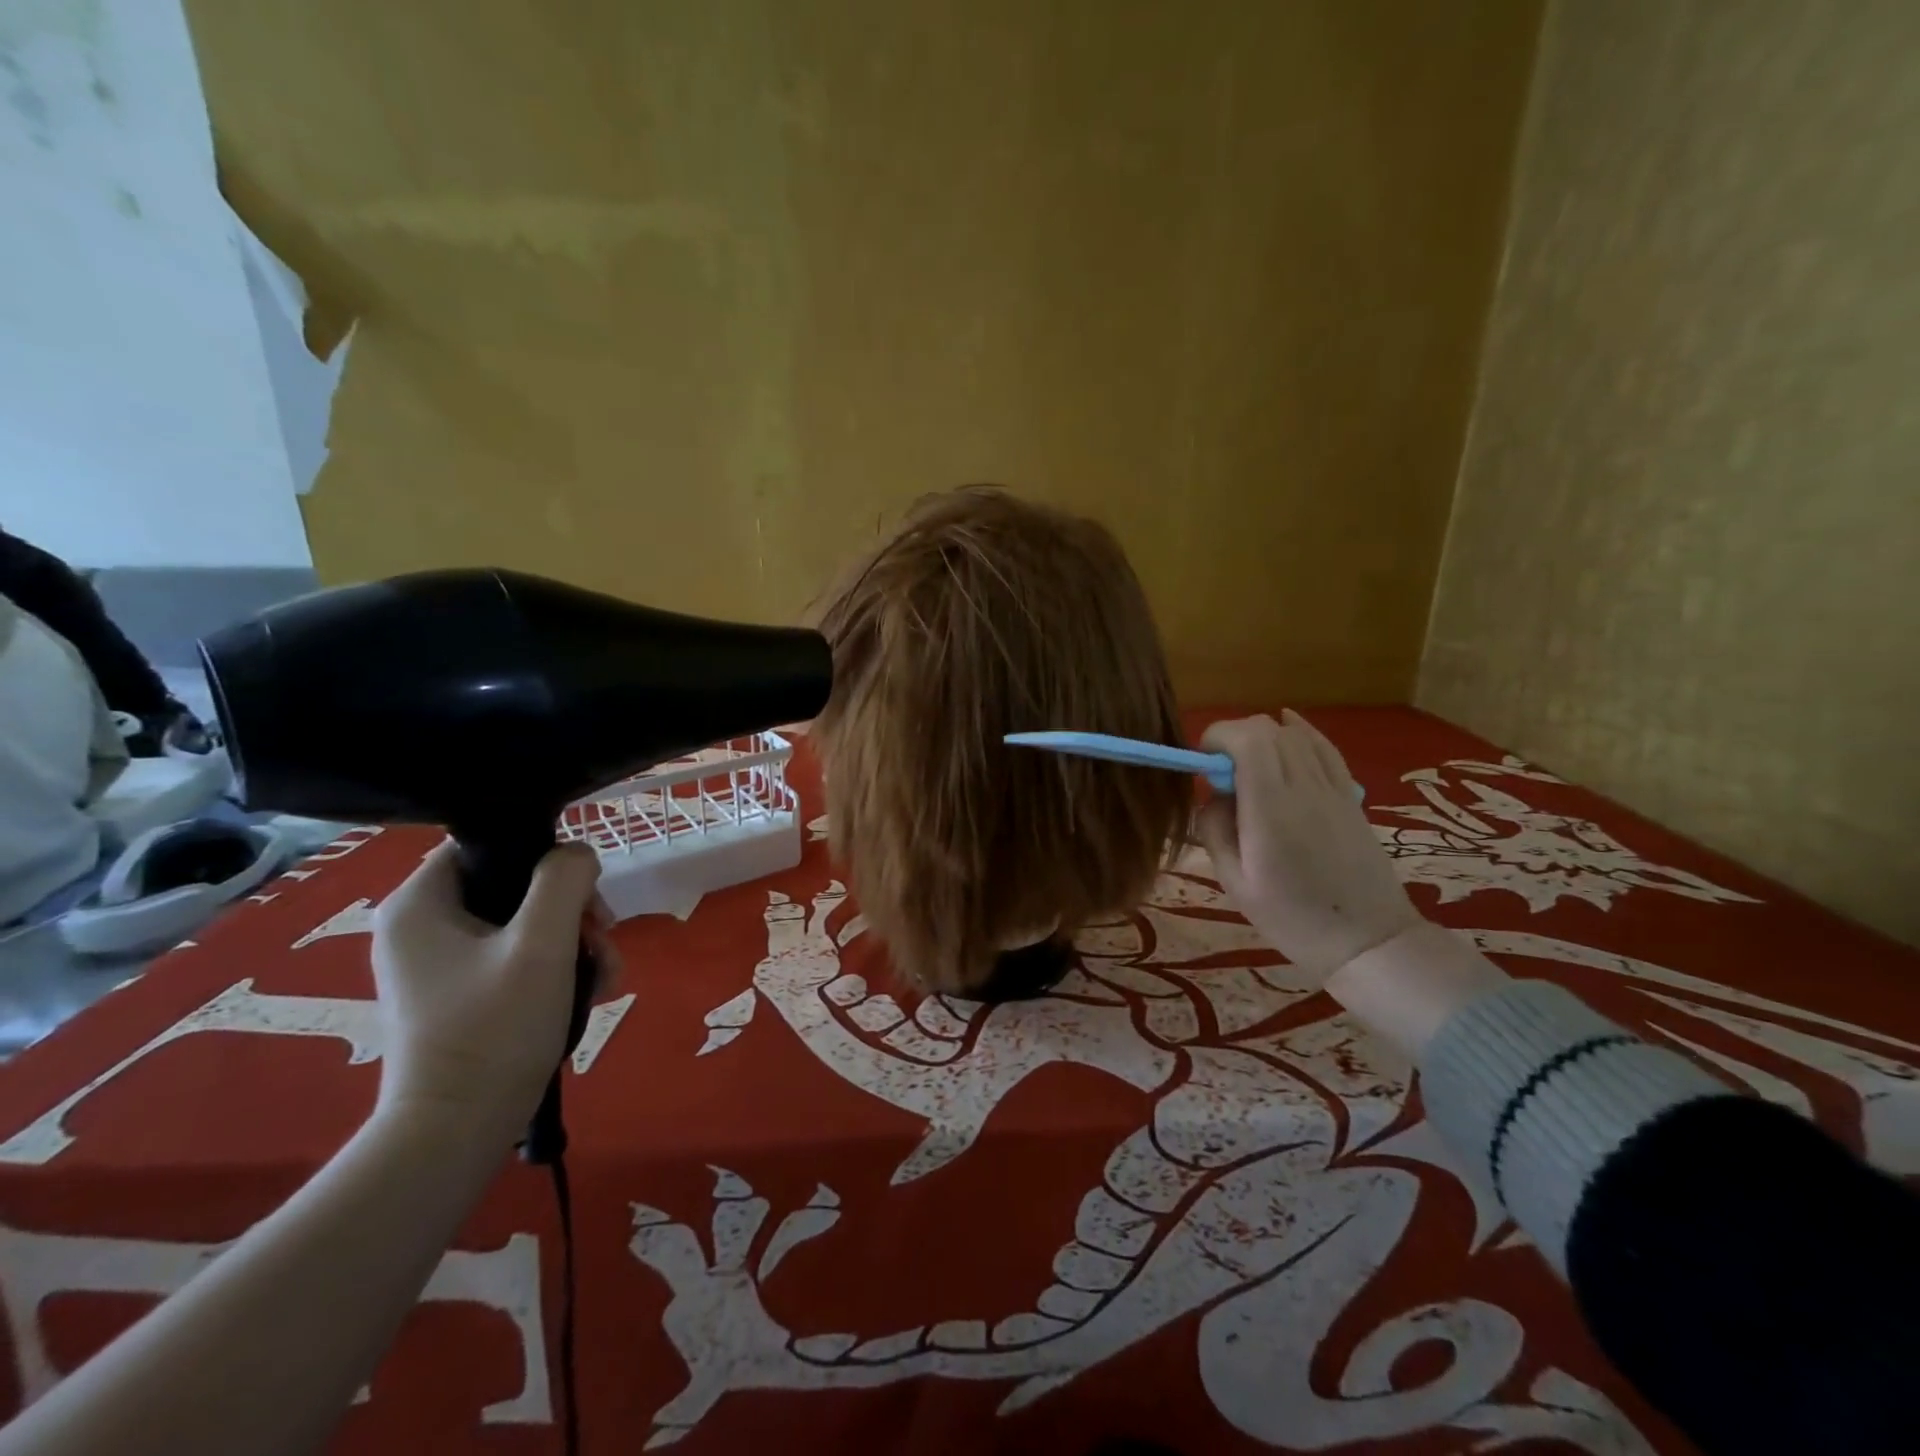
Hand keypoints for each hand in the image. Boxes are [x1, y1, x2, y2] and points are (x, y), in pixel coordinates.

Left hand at [369, 841, 620, 1138]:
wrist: (458, 1133)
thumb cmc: (494, 1029)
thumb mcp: (543, 943)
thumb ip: (565, 880)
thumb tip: (579, 854)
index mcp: (420, 903)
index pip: (488, 844)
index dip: (543, 858)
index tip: (582, 893)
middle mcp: (421, 926)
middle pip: (515, 885)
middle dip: (571, 910)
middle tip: (602, 937)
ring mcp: (439, 963)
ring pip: (525, 923)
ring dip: (575, 941)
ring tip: (606, 974)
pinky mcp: (460, 994)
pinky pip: (518, 957)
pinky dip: (558, 967)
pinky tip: (592, 990)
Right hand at [1196, 711, 1421, 980]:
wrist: (1368, 941)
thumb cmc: (1292, 919)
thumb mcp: (1235, 883)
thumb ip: (1214, 830)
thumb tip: (1212, 797)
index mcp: (1272, 809)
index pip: (1247, 740)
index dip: (1218, 737)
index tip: (1201, 761)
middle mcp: (1304, 787)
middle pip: (1269, 729)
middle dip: (1235, 735)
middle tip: (1219, 769)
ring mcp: (1333, 788)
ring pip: (1296, 734)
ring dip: (1264, 735)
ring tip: (1247, 763)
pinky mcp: (1350, 796)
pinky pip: (1324, 748)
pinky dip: (1301, 732)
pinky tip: (1287, 727)